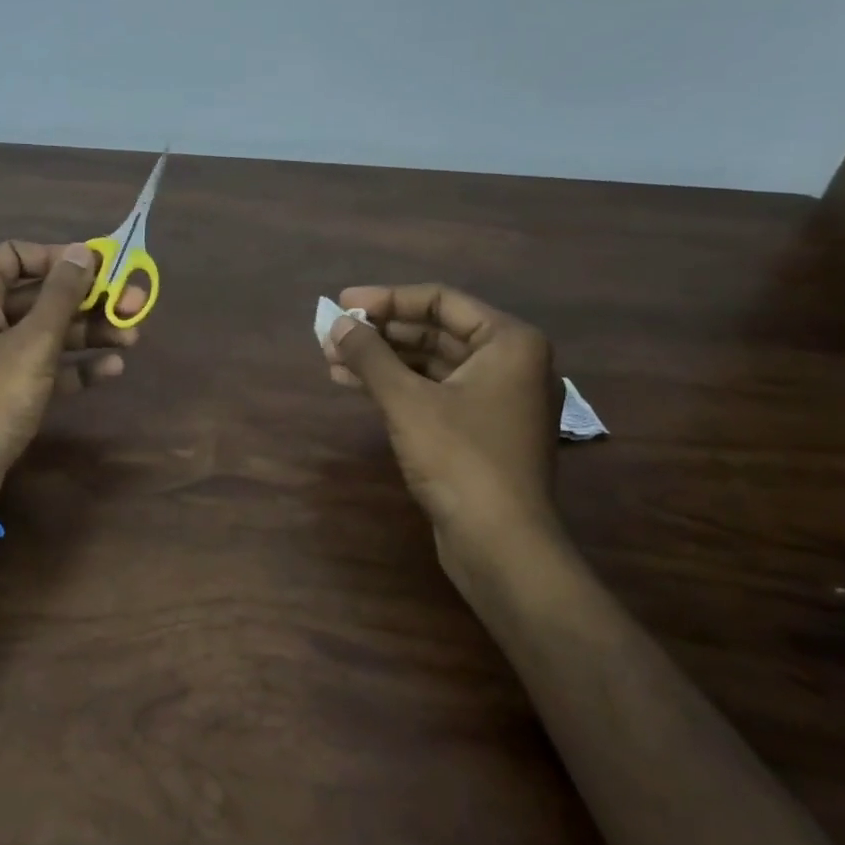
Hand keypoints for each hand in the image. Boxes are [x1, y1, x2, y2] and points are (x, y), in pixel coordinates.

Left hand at [0, 241, 144, 539]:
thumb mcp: (31, 343)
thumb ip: (61, 295)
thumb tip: (83, 251)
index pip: (18, 254)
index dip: (61, 257)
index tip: (103, 267)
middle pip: (39, 295)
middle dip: (88, 299)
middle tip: (135, 305)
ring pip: (45, 332)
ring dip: (88, 332)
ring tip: (133, 338)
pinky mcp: (2, 393)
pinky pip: (43, 368)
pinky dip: (74, 366)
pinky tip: (111, 370)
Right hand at [323, 284, 558, 531]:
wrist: (501, 546)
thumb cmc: (460, 460)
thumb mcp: (407, 401)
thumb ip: (370, 355)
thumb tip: (337, 324)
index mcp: (509, 342)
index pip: (441, 301)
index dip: (387, 299)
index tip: (343, 303)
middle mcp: (510, 364)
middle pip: (435, 332)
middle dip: (381, 333)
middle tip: (333, 334)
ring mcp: (497, 400)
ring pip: (431, 365)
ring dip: (383, 360)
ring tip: (333, 359)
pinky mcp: (481, 431)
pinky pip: (434, 393)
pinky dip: (397, 387)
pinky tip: (355, 385)